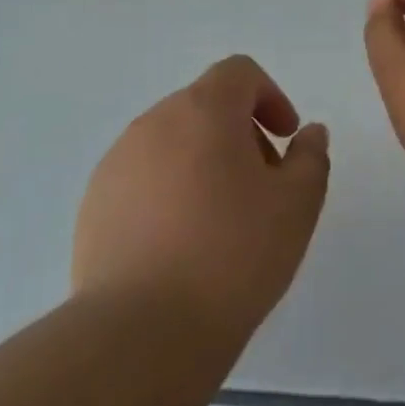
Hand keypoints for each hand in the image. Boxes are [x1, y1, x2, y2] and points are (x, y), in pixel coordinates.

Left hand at [72, 55, 329, 339]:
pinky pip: (142, 177)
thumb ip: (311, 157)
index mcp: (204, 110)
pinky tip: (179, 244)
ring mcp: (117, 162)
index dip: (269, 96)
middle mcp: (154, 122)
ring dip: (202, 161)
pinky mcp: (94, 203)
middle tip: (261, 186)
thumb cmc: (233, 255)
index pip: (238, 72)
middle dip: (240, 133)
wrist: (142, 332)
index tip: (284, 139)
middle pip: (205, 105)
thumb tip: (308, 133)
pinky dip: (168, 191)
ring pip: (172, 142)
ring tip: (220, 221)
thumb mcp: (297, 205)